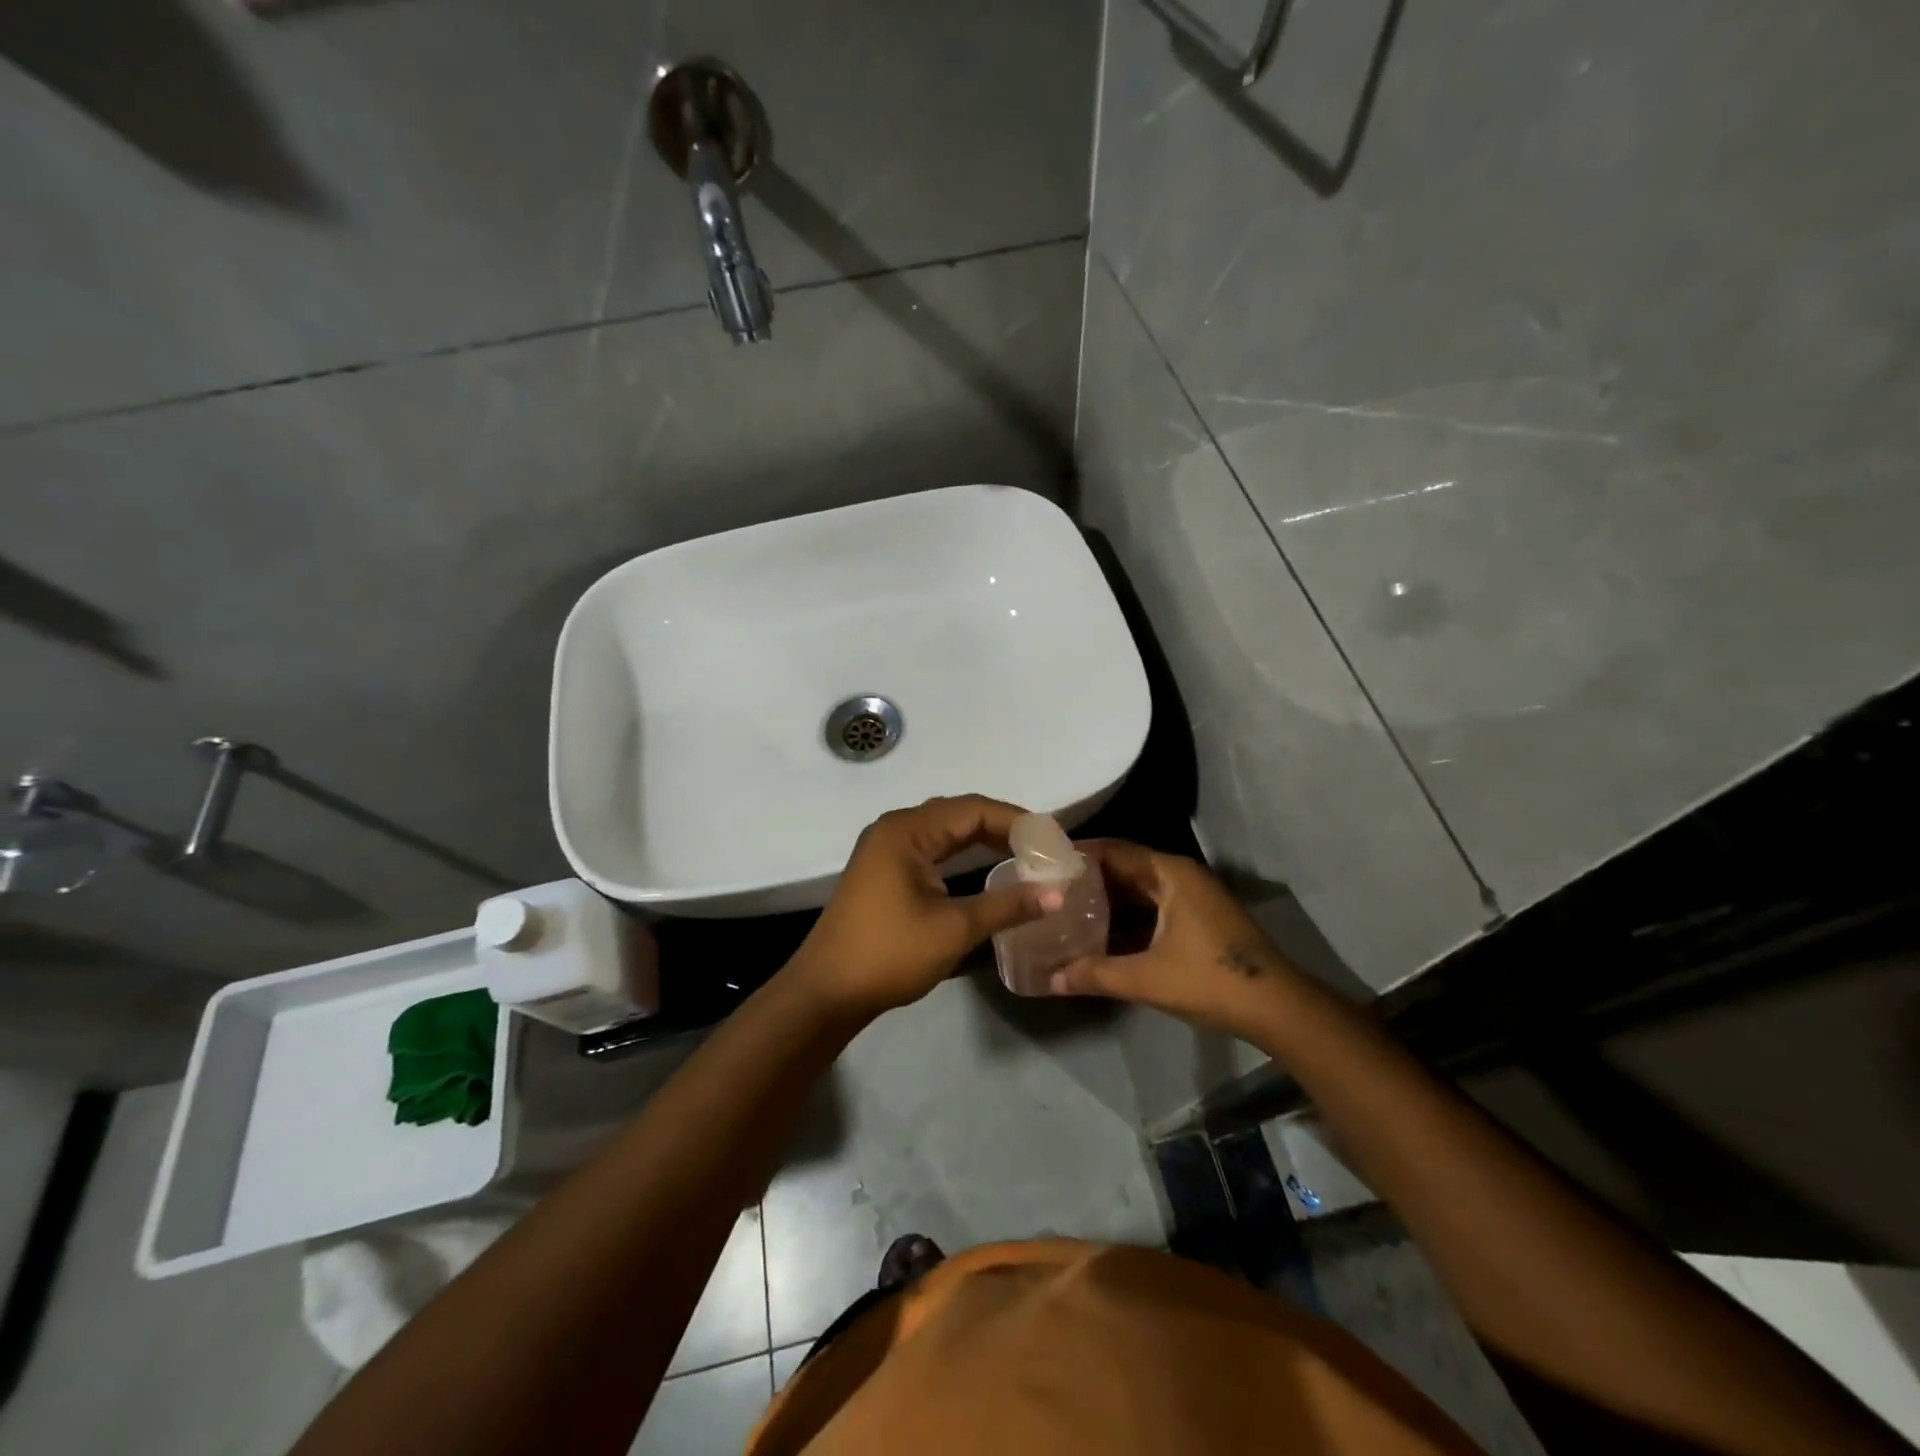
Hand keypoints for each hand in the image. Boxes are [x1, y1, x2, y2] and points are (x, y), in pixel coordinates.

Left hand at [786, 796, 1062, 1018]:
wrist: (827, 991)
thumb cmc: (889, 953)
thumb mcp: (954, 929)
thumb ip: (1007, 905)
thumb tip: (1058, 893)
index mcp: (907, 831)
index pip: (973, 809)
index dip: (1016, 820)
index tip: (1052, 839)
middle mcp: (894, 829)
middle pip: (958, 814)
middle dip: (1002, 826)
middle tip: (1043, 846)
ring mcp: (885, 848)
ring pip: (944, 830)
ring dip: (981, 838)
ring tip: (1023, 853)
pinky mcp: (883, 869)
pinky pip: (930, 847)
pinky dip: (960, 852)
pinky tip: (984, 866)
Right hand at [1048, 839, 1296, 1036]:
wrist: (1277, 1008)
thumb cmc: (1210, 980)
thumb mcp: (1146, 978)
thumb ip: (1095, 974)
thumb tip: (1049, 979)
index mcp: (1169, 872)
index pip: (1112, 850)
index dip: (1077, 855)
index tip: (1043, 864)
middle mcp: (1180, 875)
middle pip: (1124, 867)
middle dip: (1087, 879)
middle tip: (1048, 889)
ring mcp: (1193, 897)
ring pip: (1138, 890)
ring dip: (1106, 900)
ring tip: (1066, 911)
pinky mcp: (1198, 918)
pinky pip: (1152, 907)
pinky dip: (1126, 917)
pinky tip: (1101, 935)